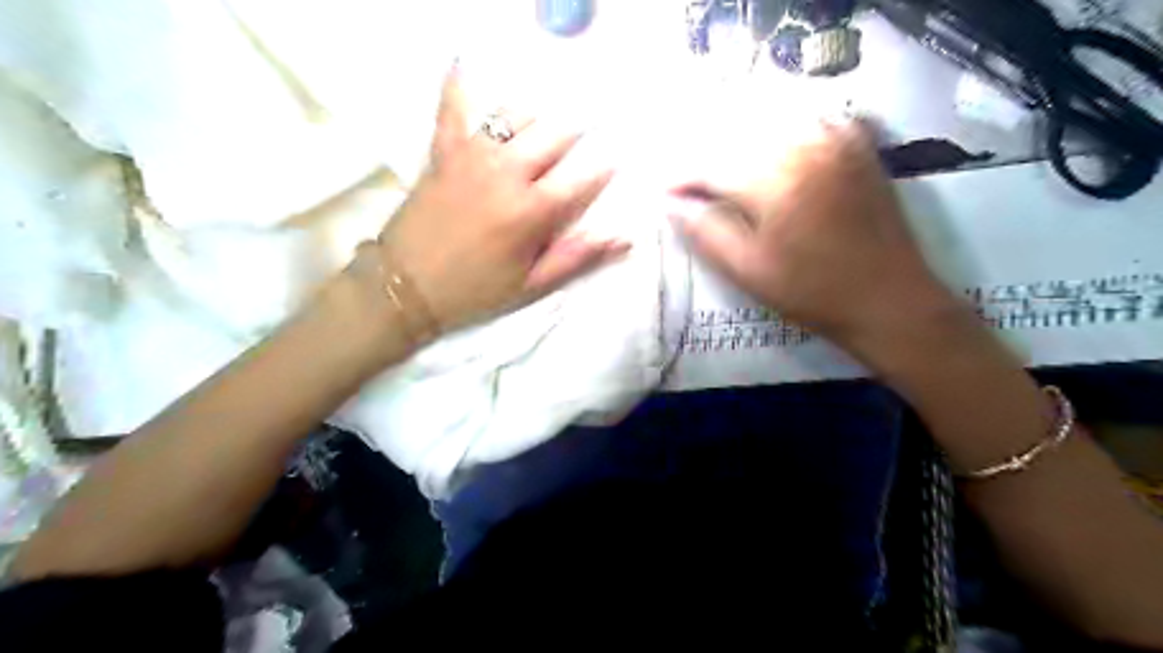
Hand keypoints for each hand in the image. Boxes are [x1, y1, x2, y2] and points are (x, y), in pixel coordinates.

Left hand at [372, 67, 628, 330]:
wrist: (406, 285)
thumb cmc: (475, 290)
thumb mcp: (531, 285)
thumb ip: (577, 257)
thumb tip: (623, 238)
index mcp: (532, 211)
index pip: (581, 179)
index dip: (601, 170)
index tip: (612, 162)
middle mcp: (508, 173)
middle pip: (554, 136)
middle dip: (575, 135)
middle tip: (580, 138)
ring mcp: (473, 156)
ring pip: (516, 115)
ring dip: (536, 116)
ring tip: (542, 123)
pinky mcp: (443, 151)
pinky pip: (452, 108)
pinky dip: (459, 86)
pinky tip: (465, 65)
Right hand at [669, 119, 968, 358]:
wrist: (889, 299)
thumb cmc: (812, 292)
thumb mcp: (748, 270)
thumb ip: (705, 231)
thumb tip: (669, 203)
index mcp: (774, 180)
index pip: (710, 164)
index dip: (681, 177)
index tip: (663, 192)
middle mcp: (804, 145)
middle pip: (737, 134)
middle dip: (707, 156)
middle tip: (690, 182)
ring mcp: (836, 139)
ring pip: (772, 120)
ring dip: (741, 138)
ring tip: (725, 166)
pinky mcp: (858, 145)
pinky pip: (811, 117)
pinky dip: (785, 127)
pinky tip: (775, 147)